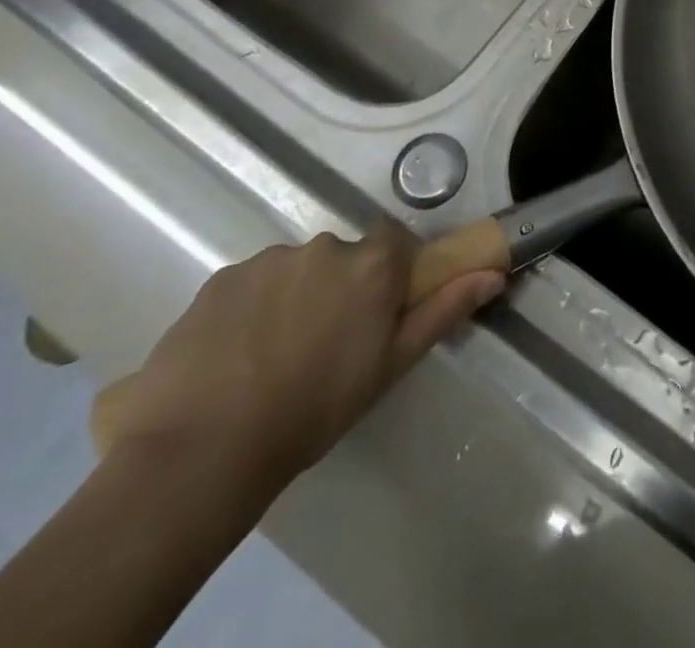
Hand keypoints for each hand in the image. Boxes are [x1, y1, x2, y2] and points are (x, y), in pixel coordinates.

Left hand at [103, 221, 503, 489]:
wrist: (201, 453)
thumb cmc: (314, 410)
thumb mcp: (390, 366)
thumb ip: (443, 311)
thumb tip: (493, 273)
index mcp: (371, 265)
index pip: (395, 241)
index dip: (390, 271)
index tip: (378, 309)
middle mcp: (324, 247)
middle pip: (344, 256)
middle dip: (340, 287)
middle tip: (325, 343)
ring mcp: (268, 260)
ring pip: (295, 269)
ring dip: (295, 296)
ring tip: (272, 356)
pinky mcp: (219, 279)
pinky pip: (250, 283)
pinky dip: (251, 307)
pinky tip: (235, 355)